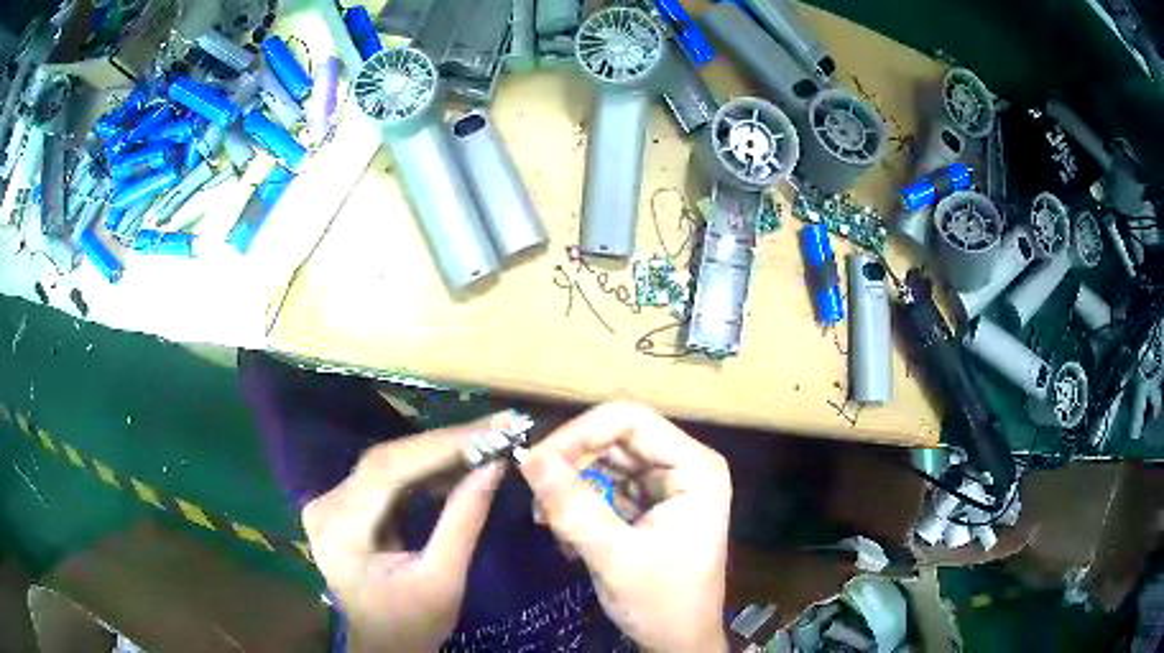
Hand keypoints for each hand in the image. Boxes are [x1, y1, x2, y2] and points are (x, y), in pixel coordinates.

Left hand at [302, 417, 507, 652]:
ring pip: (389, 463)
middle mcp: (326, 506)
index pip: (387, 470)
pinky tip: (459, 463)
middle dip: (445, 445)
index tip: (491, 430)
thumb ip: (463, 521)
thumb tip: (494, 465)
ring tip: (486, 440)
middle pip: (386, 461)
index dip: (440, 446)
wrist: (385, 645)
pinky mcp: (346, 505)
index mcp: (340, 530)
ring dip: (438, 453)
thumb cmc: (412, 624)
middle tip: (496, 428)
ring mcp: (332, 503)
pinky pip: (388, 477)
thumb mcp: (443, 580)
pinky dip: (426, 470)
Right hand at [519, 402, 731, 652]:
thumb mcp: (615, 558)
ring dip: (571, 486)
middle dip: (571, 463)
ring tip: (551, 522)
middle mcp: (682, 465)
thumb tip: (530, 459)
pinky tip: (567, 532)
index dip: (580, 433)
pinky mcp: (648, 503)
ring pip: (605, 461)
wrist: (679, 641)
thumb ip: (574, 507)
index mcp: (694, 468)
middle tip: (537, 498)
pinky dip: (579, 503)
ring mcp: (666, 484)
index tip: (537, 463)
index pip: (631, 421)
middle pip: (615, 437)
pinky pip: (604, 485)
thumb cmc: (662, 603)